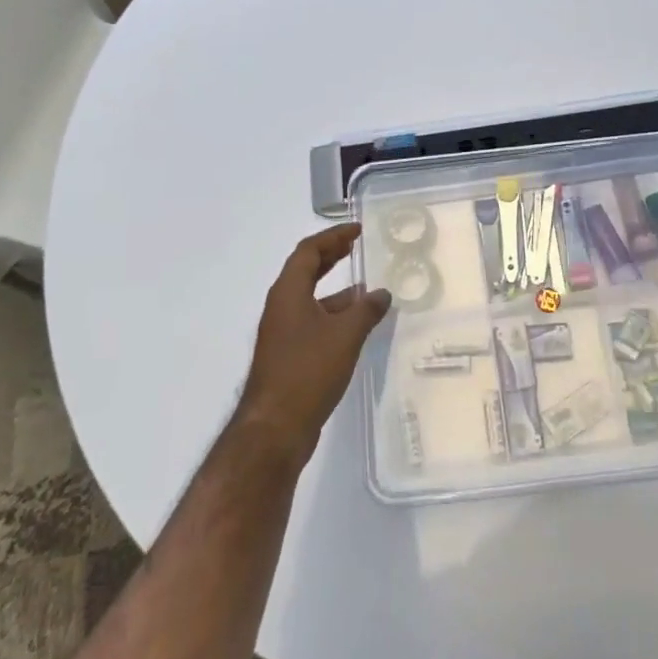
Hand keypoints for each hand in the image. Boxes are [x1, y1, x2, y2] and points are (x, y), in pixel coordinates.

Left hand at [236, 224, 392, 464]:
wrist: (275, 428)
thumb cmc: (308, 371)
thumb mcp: (345, 336)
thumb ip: (366, 311)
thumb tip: (382, 294)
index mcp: (288, 292)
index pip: (308, 251)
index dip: (332, 236)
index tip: (357, 230)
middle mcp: (282, 307)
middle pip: (306, 271)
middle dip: (331, 256)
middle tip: (356, 247)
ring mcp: (283, 332)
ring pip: (311, 299)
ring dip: (336, 290)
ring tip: (367, 288)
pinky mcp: (289, 355)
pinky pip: (313, 322)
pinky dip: (334, 315)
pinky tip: (357, 326)